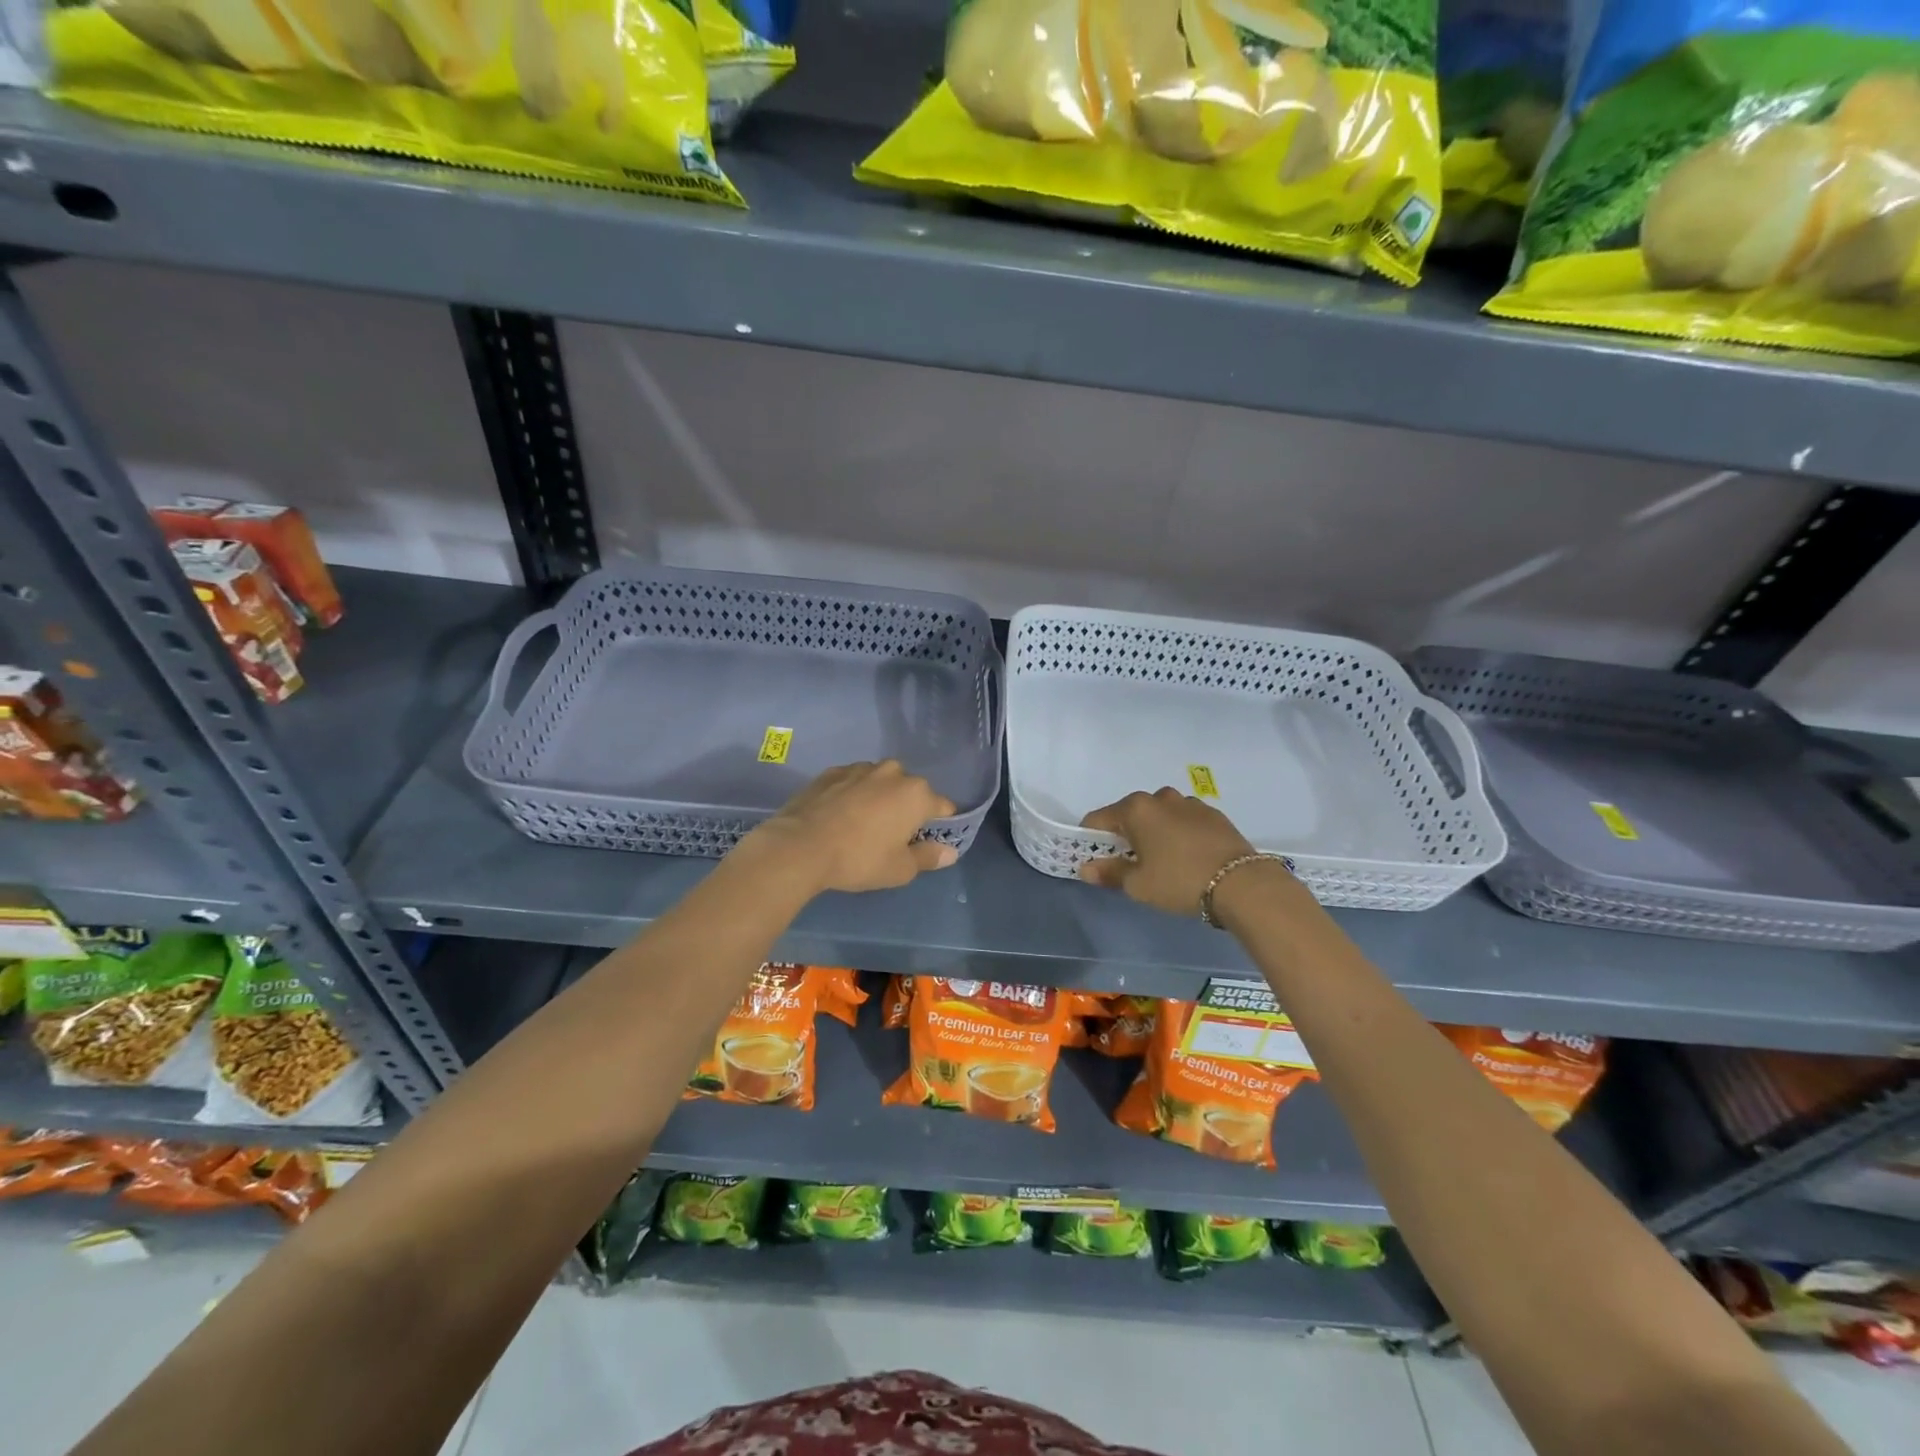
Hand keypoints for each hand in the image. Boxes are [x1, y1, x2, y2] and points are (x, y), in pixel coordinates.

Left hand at [745, 760, 958, 893]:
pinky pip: (853, 782)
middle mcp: (893, 772)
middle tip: (892, 836)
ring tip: (863, 825)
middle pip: (911, 791)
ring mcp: (860, 768)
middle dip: (907, 809)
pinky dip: (853, 795)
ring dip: (879, 798)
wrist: (800, 846)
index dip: (940, 825)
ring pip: (881, 783)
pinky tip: (840, 816)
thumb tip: (949, 852)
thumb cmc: (859, 859)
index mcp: (917, 794)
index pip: (943, 807)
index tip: (928, 841)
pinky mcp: (831, 772)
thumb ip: (928, 857)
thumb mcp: (900, 869)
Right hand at [1076, 788, 1259, 916]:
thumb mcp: (1138, 884)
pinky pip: (1183, 820)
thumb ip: (1109, 873)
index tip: (1095, 858)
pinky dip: (1178, 833)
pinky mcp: (1213, 813)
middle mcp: (1160, 798)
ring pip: (1159, 815)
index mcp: (1136, 809)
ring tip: (1162, 859)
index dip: (1091, 838)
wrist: (1241, 883)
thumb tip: (1086, 869)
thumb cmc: (1179, 881)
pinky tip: (1187, 856)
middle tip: (1130, 863)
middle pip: (1130, 813)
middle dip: (1124, 834)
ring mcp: (1189, 803)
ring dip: (1153, 831)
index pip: (1098, 818)